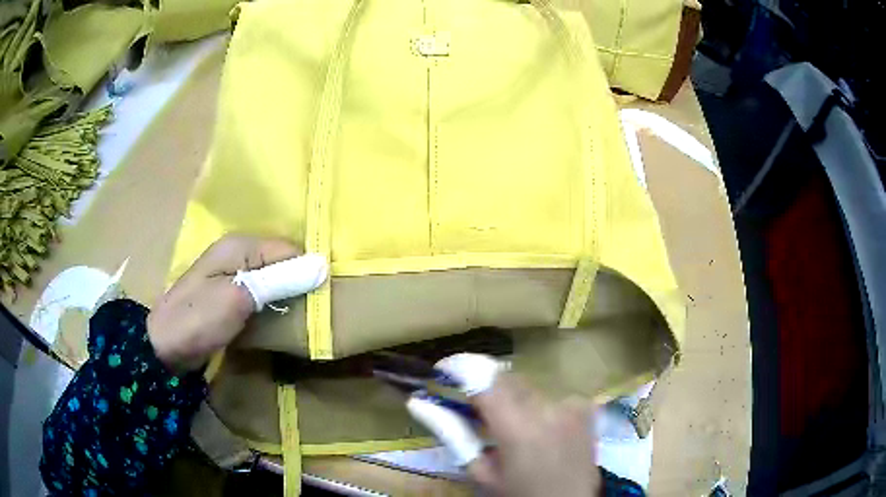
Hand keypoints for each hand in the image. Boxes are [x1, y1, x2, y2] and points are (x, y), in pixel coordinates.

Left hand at [147, 235, 320, 372]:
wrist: (164, 347)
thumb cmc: (198, 319)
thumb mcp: (238, 298)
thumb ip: (278, 280)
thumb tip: (322, 265)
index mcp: (240, 245)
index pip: (290, 249)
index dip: (309, 270)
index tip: (326, 298)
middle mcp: (239, 253)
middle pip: (282, 262)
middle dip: (301, 282)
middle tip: (320, 310)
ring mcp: (234, 275)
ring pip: (274, 279)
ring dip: (289, 296)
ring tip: (308, 317)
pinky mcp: (232, 295)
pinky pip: (263, 293)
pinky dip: (275, 305)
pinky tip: (284, 320)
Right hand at [408, 354, 601, 496]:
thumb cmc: (517, 496)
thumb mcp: (480, 472)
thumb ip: (452, 433)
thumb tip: (418, 402)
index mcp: (517, 428)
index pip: (482, 379)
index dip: (460, 368)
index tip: (442, 371)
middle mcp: (547, 408)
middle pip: (505, 378)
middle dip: (485, 387)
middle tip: (475, 411)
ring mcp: (571, 405)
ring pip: (528, 386)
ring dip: (512, 399)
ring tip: (511, 428)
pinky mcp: (585, 408)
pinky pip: (552, 395)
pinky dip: (539, 406)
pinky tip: (541, 429)